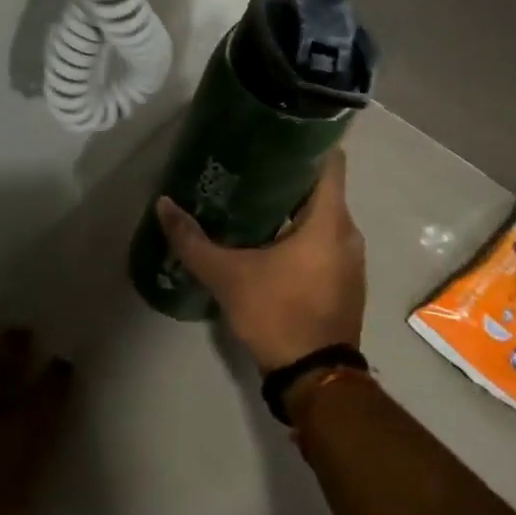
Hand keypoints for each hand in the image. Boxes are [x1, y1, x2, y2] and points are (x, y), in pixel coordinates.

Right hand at [155, 150, 365, 372]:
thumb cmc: (277, 313)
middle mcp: (349, 232)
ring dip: (295, 209)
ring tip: (255, 201)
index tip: (276, 135)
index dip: (307, 142)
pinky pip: (327, 242)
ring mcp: (352, 259)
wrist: (315, 379)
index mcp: (329, 220)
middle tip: (251, 168)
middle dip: (289, 176)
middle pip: (323, 188)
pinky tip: (271, 241)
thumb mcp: (227, 276)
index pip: (331, 161)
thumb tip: (163, 205)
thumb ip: (193, 240)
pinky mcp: (348, 281)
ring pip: (324, 217)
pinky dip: (304, 235)